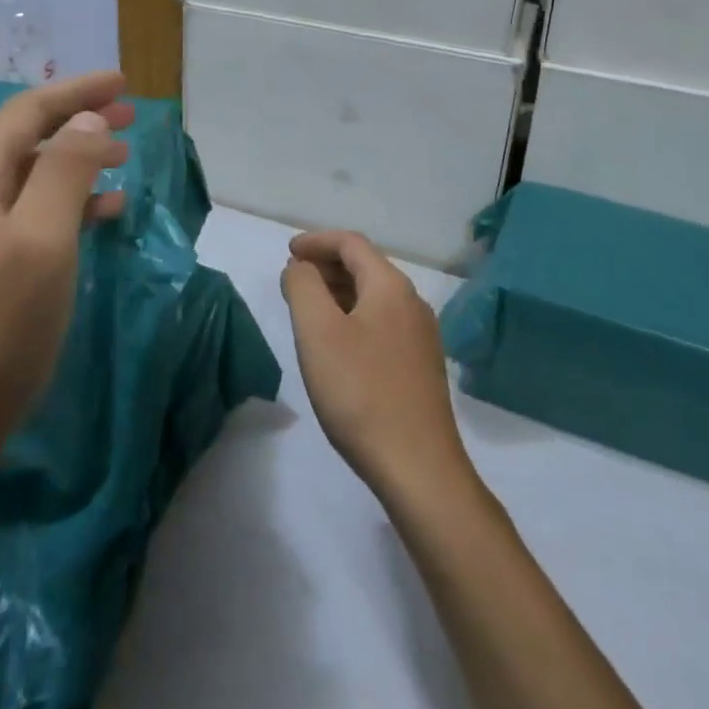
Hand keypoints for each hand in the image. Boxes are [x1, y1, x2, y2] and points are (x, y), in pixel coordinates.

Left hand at [0, 71, 134, 474]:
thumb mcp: (41, 242)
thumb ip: (65, 171)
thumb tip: (88, 120)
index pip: (26, 113)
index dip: (77, 91)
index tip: (125, 82)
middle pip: (24, 140)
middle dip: (78, 122)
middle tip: (131, 118)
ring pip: (27, 180)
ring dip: (75, 164)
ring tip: (123, 164)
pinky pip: (25, 218)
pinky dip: (64, 206)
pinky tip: (97, 219)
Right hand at [281, 230, 473, 506]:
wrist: (418, 467)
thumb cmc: (361, 392)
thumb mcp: (319, 333)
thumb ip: (304, 288)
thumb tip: (300, 268)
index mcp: (391, 287)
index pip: (352, 243)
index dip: (317, 241)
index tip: (288, 252)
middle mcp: (412, 302)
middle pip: (366, 266)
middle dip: (326, 265)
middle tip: (293, 279)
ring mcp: (421, 335)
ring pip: (374, 296)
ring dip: (339, 292)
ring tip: (308, 308)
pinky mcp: (420, 365)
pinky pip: (382, 322)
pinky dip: (354, 316)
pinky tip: (337, 343)